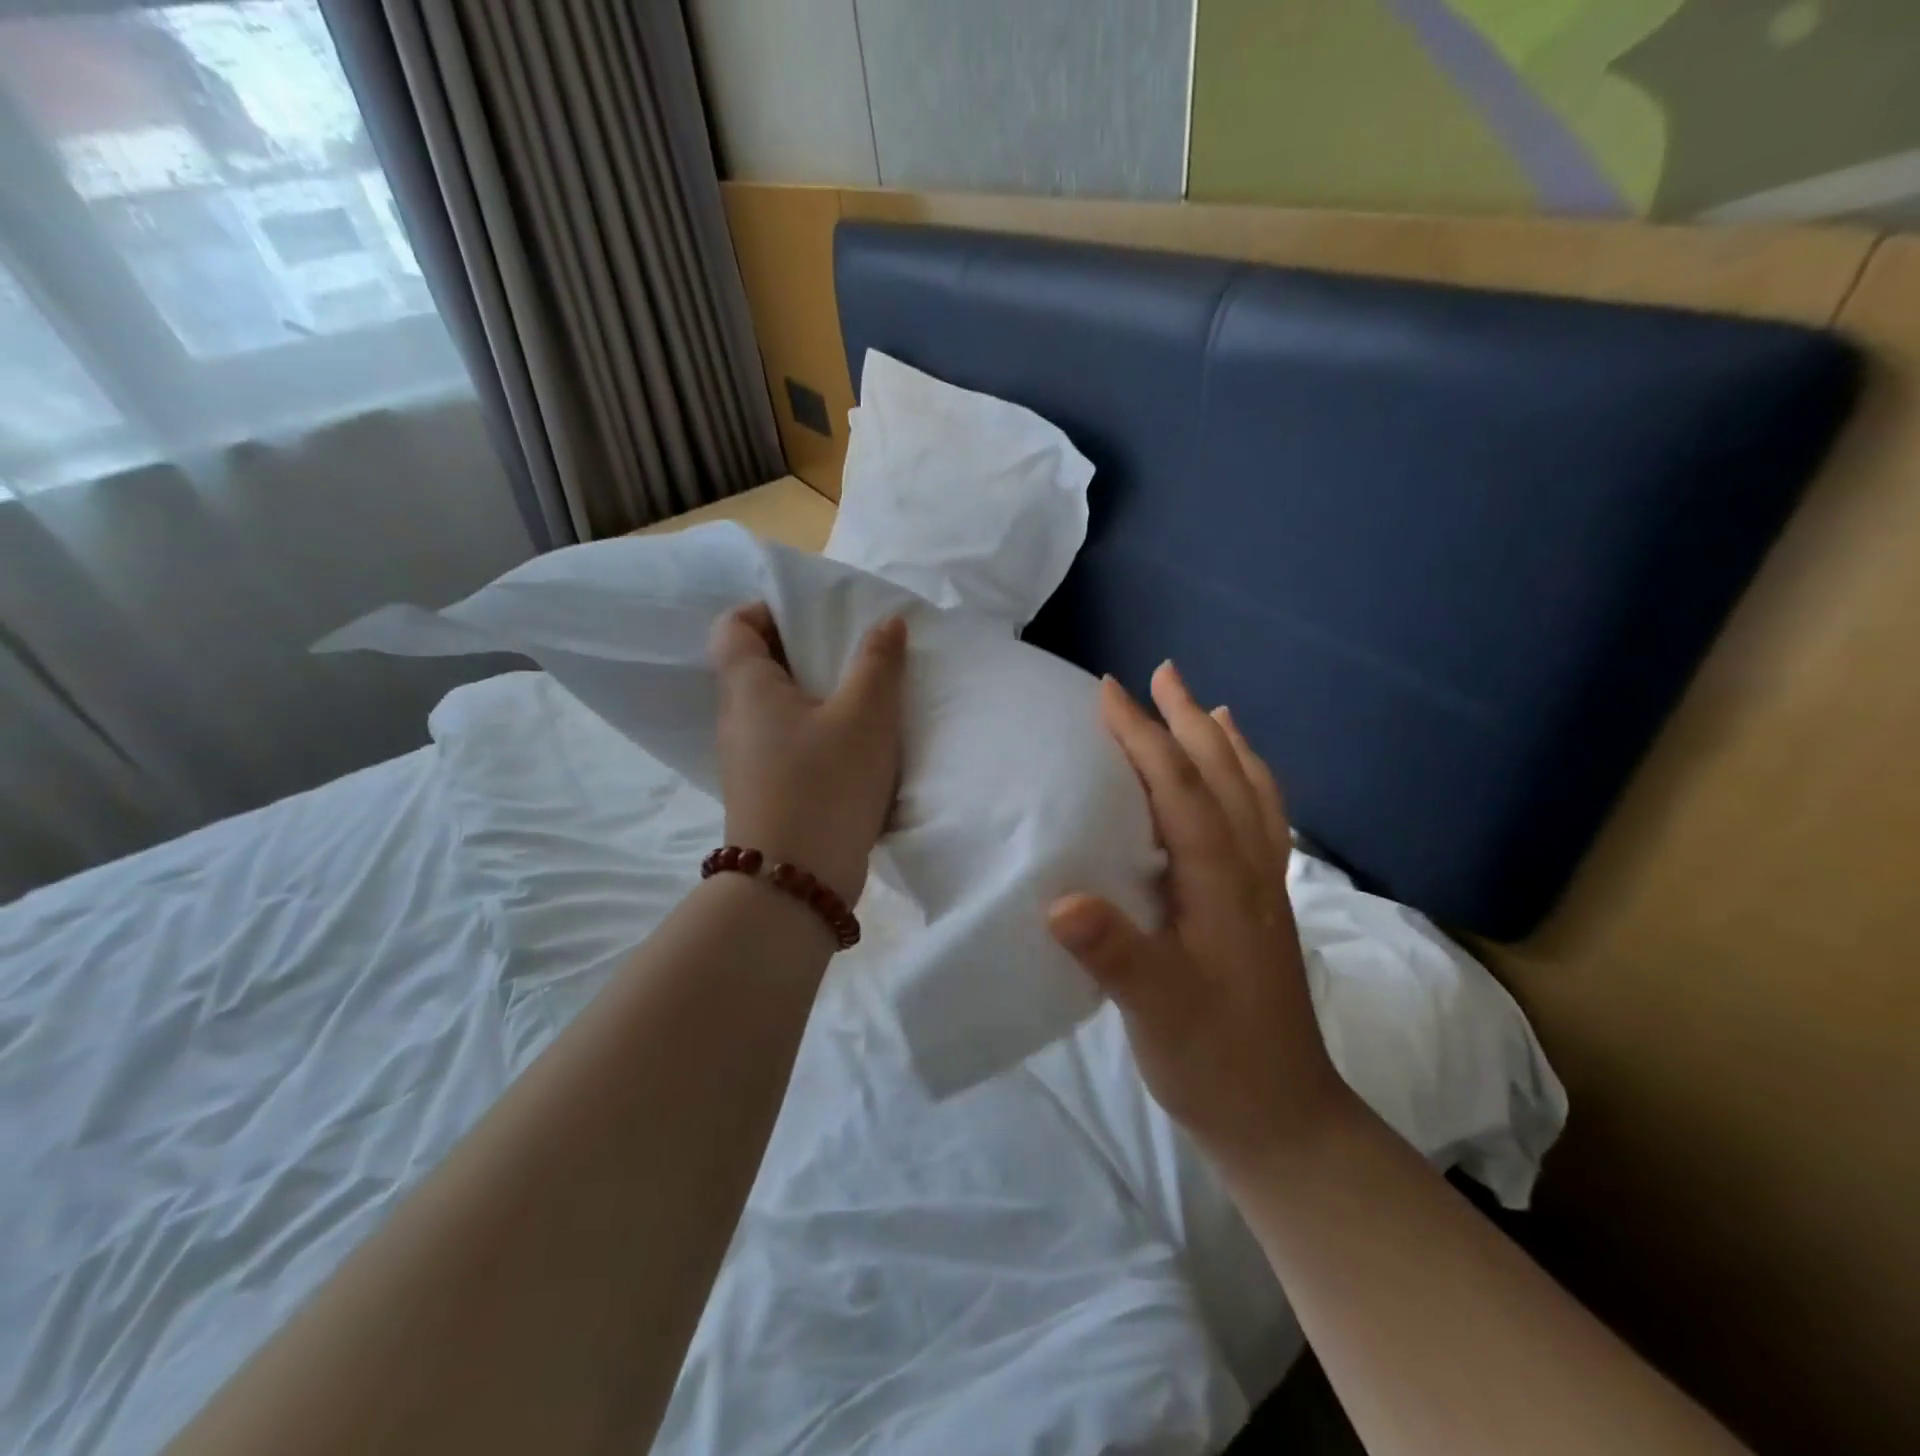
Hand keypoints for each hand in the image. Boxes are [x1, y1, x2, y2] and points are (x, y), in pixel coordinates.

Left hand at [709, 603, 907, 906]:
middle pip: (759, 665)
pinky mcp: (767, 790)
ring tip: (864, 695)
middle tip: (853, 653)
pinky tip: (857, 744)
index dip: (768, 610)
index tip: (816, 618)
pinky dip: (818, 733)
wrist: (797, 882)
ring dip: (817, 695)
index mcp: (748, 688)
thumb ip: (878, 663)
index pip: (733, 626)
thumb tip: (887, 622)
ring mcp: (749, 759)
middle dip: (805, 651)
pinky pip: (789, 742)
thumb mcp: (865, 715)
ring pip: (778, 707)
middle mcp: (737, 719)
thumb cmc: (826, 784)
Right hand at [1047, 663, 1358, 1174]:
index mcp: (1222, 884)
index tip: (1109, 692)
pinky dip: (1248, 785)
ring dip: (1224, 744)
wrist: (1283, 1118)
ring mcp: (1263, 888)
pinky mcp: (1262, 907)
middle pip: (1223, 776)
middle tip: (1160, 674)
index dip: (1144, 737)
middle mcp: (1249, 872)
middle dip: (1187, 721)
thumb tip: (1061, 900)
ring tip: (1205, 708)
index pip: (1181, 790)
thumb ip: (1116, 956)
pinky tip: (1236, 785)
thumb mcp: (1159, 1016)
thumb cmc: (1215, 1062)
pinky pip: (1260, 823)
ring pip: (1250, 794)